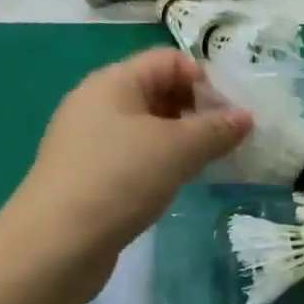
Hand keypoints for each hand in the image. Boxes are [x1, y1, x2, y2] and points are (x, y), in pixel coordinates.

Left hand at [14, 48, 251, 270]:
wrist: (57, 244)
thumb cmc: (120, 180)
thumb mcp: (178, 149)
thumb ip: (216, 129)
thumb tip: (245, 116)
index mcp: (113, 81)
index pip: (169, 60)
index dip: (204, 79)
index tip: (231, 115)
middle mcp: (96, 103)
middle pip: (157, 90)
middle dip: (195, 110)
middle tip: (225, 141)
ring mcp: (88, 141)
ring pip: (145, 127)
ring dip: (179, 140)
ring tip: (206, 164)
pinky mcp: (87, 175)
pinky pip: (132, 156)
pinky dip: (158, 163)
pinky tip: (173, 185)